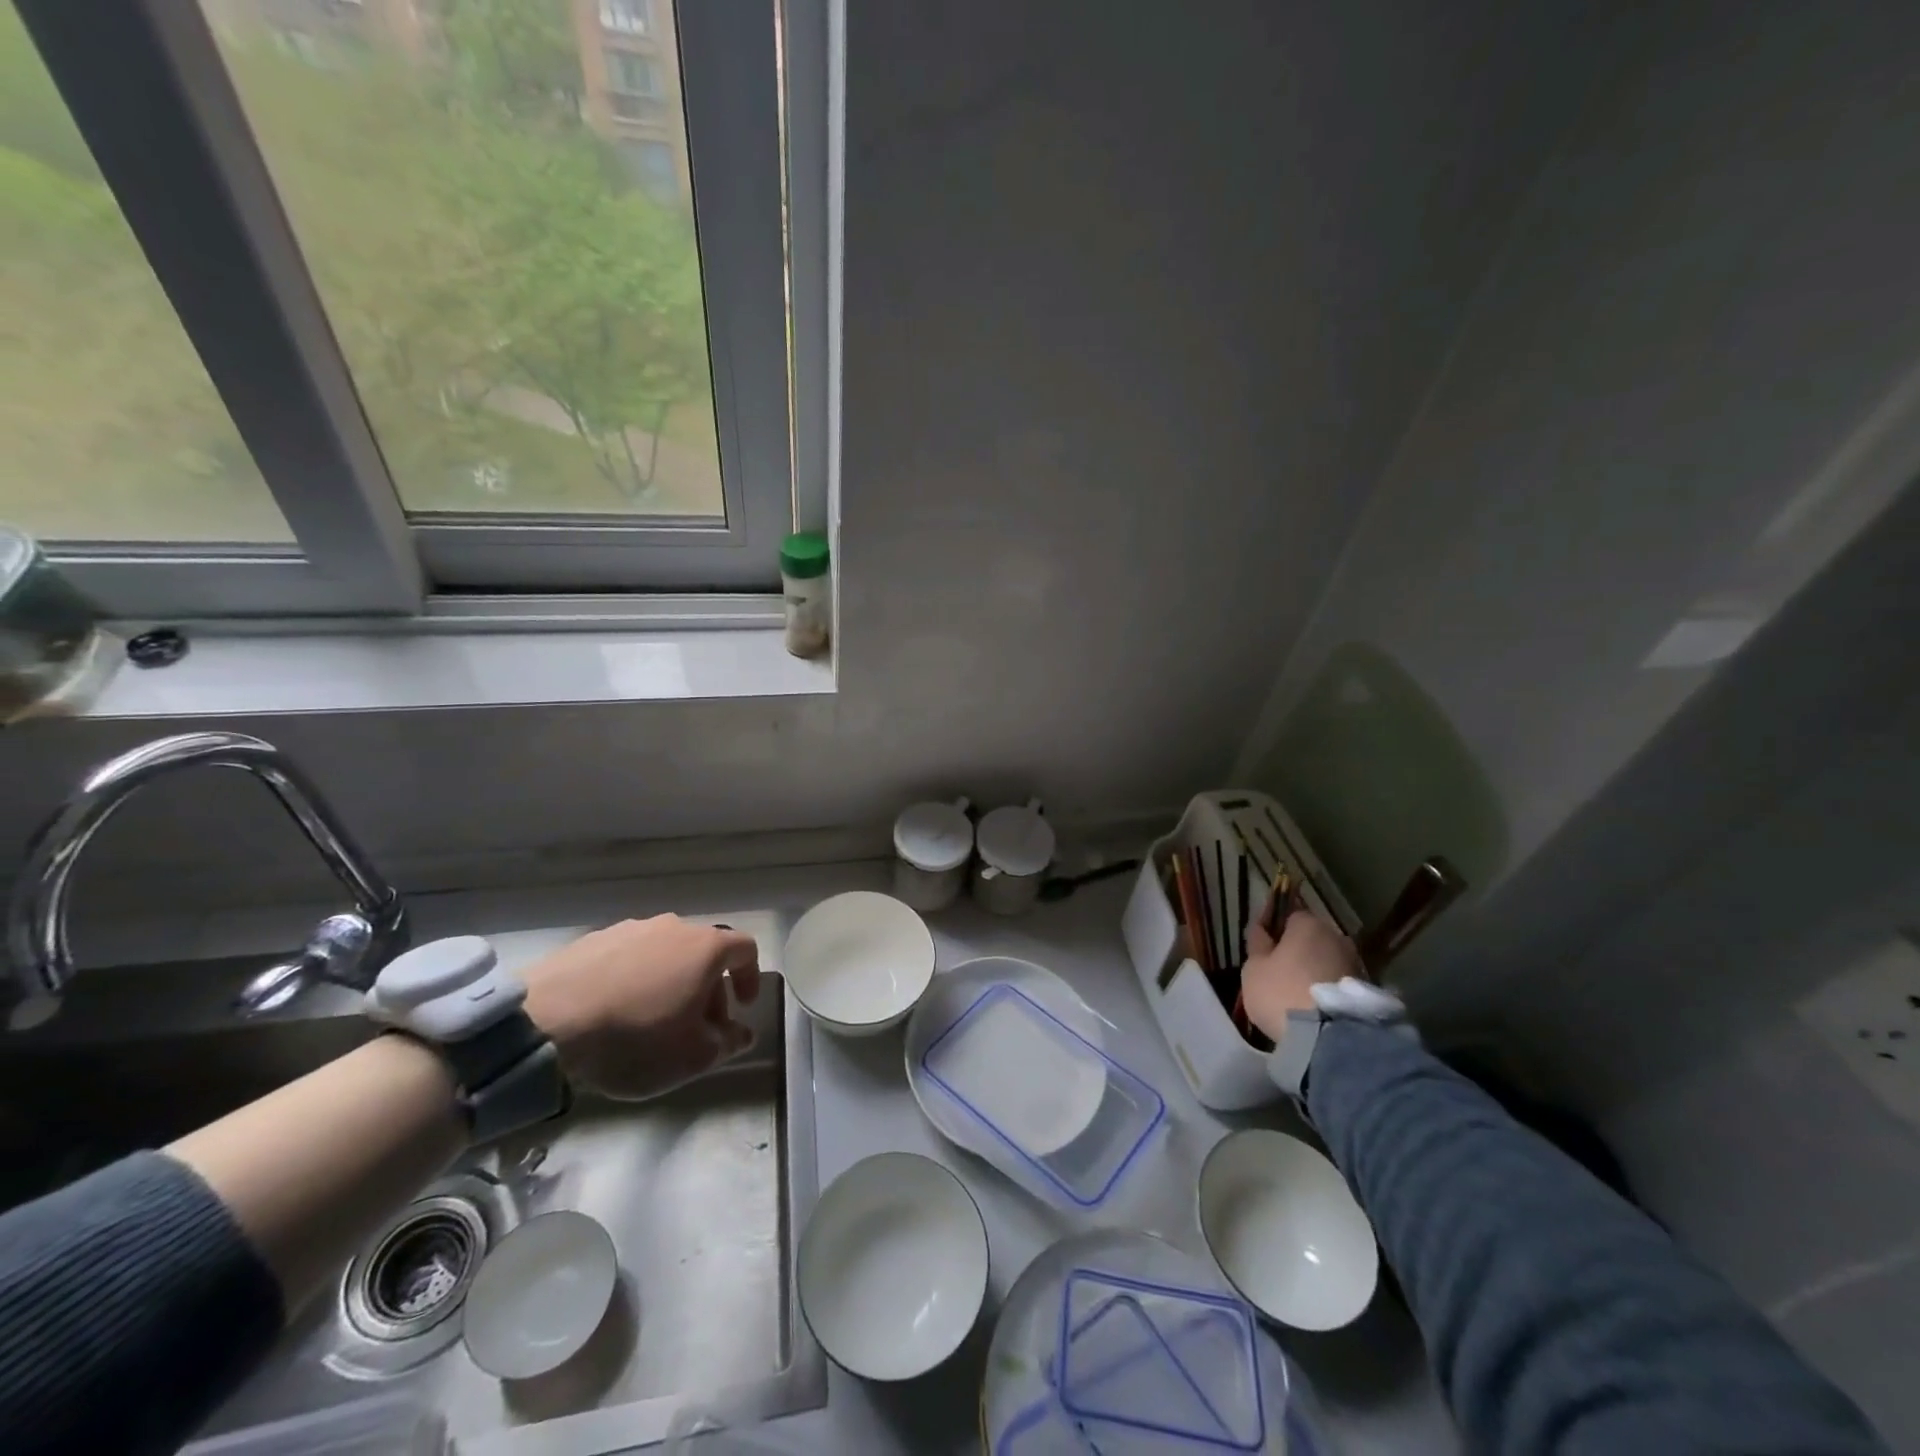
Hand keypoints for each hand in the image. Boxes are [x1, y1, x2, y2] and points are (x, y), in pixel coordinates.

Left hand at [521, 916, 761, 1099]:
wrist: (546, 1021)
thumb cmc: (635, 1037)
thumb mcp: (693, 1056)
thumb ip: (728, 1044)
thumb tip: (742, 1033)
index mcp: (706, 947)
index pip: (746, 949)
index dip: (751, 977)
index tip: (743, 1008)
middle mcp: (673, 926)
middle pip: (704, 952)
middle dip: (709, 988)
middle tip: (697, 1026)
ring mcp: (630, 928)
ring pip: (665, 953)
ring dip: (671, 982)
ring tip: (652, 1020)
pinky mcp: (592, 939)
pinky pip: (628, 957)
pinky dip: (635, 979)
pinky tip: (615, 1011)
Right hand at [1240, 907, 1362, 1043]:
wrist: (1328, 1039)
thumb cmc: (1281, 993)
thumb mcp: (1254, 968)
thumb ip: (1257, 945)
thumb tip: (1261, 929)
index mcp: (1308, 924)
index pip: (1289, 916)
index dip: (1276, 932)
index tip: (1265, 950)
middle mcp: (1337, 937)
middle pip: (1312, 939)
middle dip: (1299, 952)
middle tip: (1281, 973)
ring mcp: (1356, 964)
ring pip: (1328, 961)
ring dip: (1316, 971)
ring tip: (1299, 994)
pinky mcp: (1368, 992)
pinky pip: (1339, 983)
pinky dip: (1329, 990)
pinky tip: (1316, 1007)